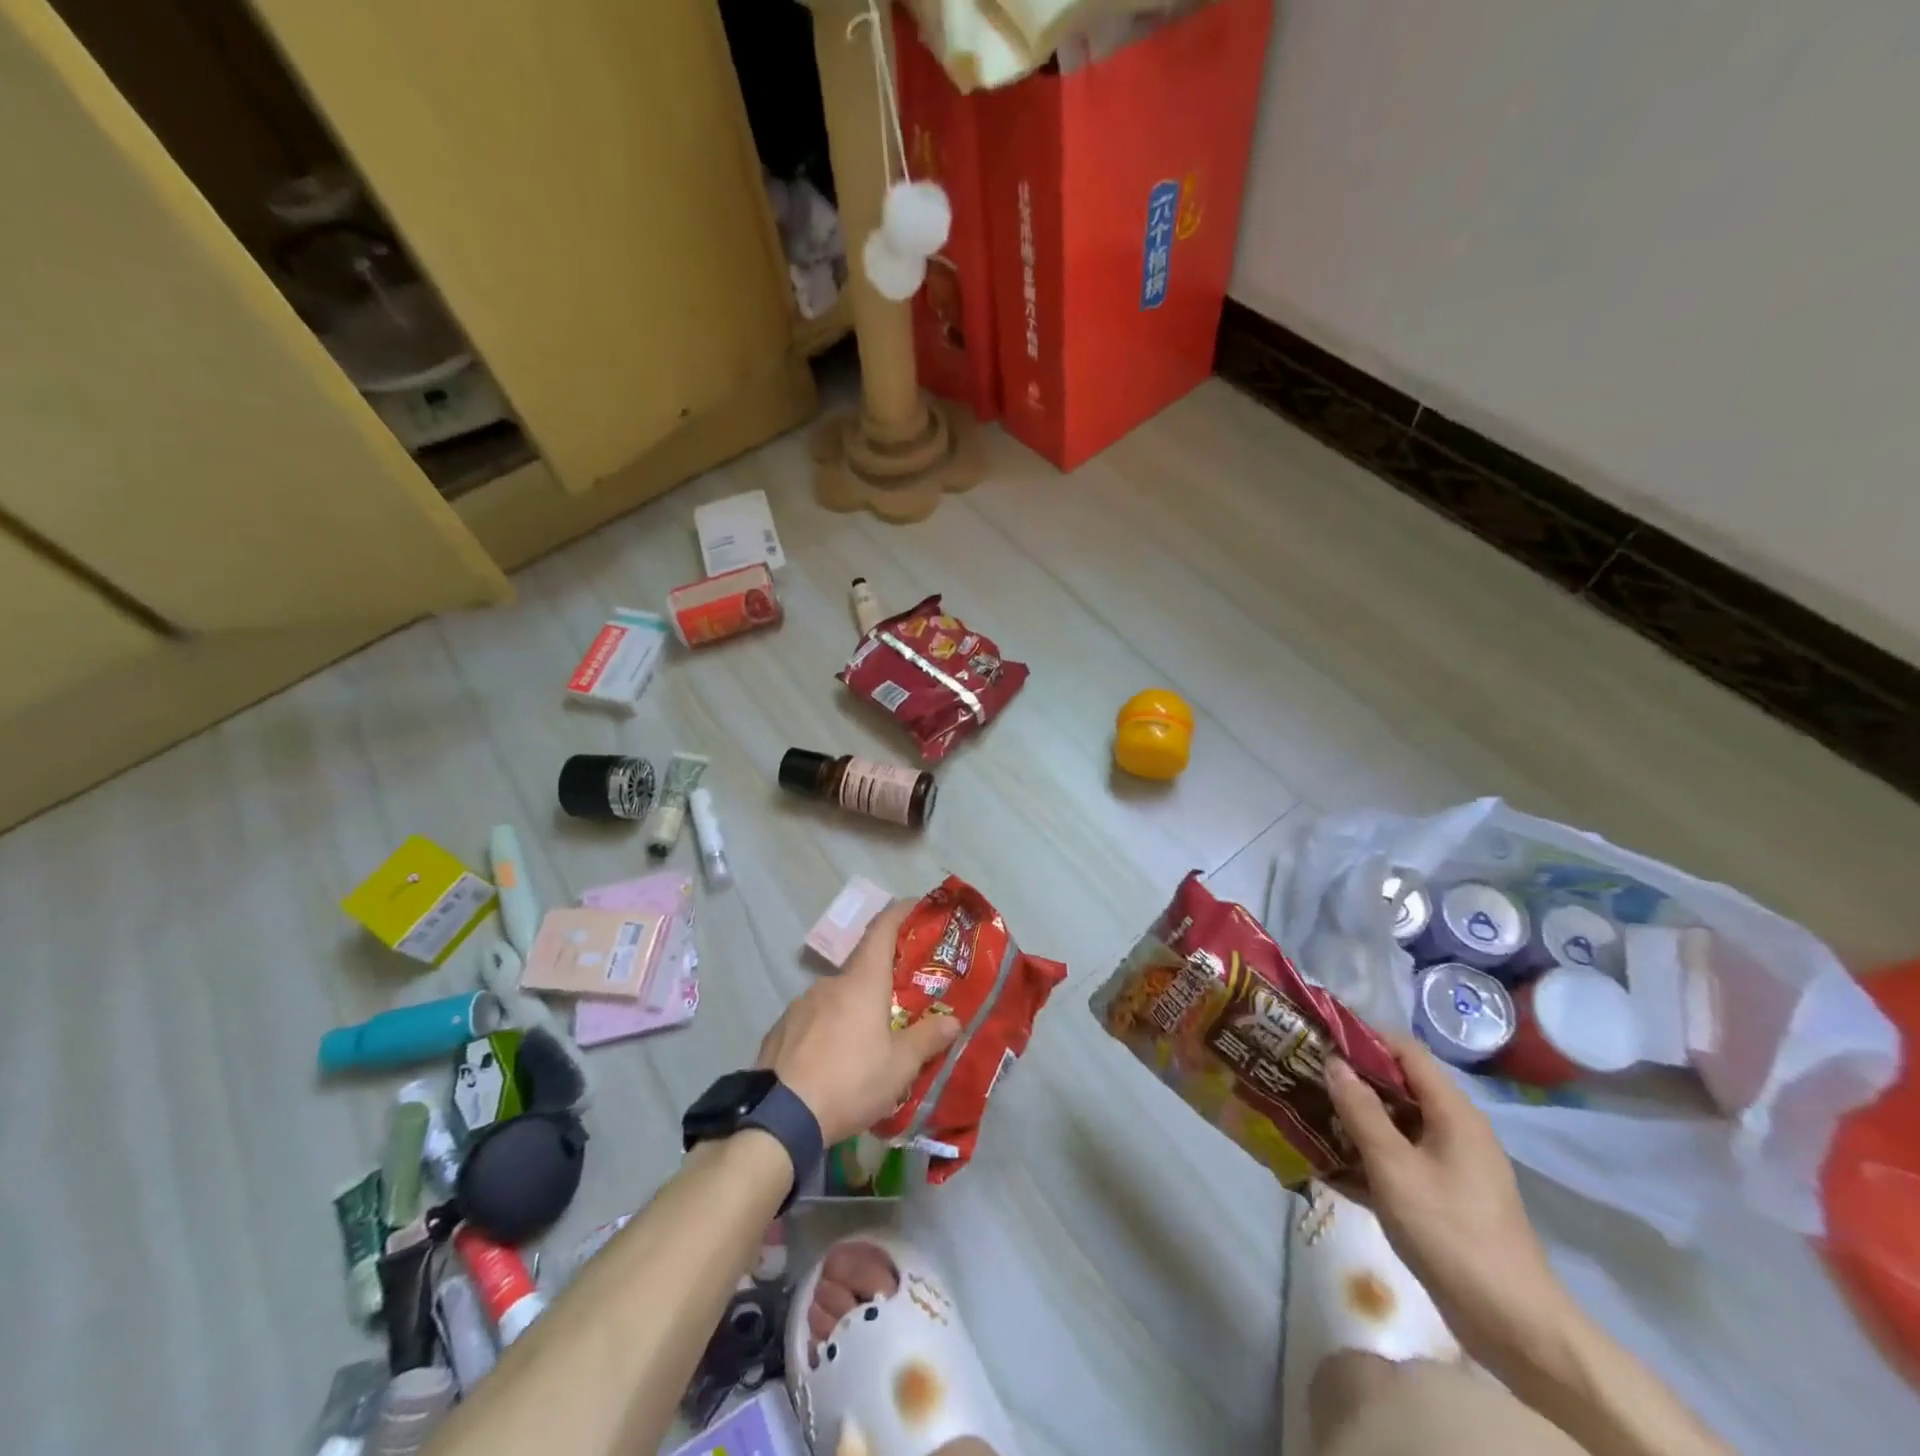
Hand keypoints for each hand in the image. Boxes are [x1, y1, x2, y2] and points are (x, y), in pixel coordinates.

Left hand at [755, 900, 959, 1144]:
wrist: (778, 1118)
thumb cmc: (850, 1082)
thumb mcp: (899, 1067)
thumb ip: (927, 1039)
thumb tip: (953, 1020)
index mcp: (862, 982)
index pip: (882, 930)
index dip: (900, 913)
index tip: (915, 905)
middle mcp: (829, 984)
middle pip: (861, 969)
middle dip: (882, 981)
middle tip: (900, 1003)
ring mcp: (799, 1005)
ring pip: (836, 998)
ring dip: (853, 1010)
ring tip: (866, 1042)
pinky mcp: (780, 1030)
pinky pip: (812, 1020)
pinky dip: (827, 1030)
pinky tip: (832, 1060)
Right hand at [1325, 1034, 1576, 1372]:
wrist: (1513, 1325)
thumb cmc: (1450, 1231)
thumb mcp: (1394, 1167)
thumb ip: (1361, 1111)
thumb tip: (1334, 1063)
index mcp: (1452, 1112)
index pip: (1405, 1051)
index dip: (1363, 1038)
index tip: (1319, 1037)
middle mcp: (1454, 1129)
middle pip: (1398, 1086)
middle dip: (1351, 1080)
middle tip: (1303, 1074)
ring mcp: (1449, 1165)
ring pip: (1394, 1125)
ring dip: (1353, 1120)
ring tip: (1305, 1113)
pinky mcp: (1442, 1197)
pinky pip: (1397, 1160)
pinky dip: (1366, 1157)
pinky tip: (1326, 1164)